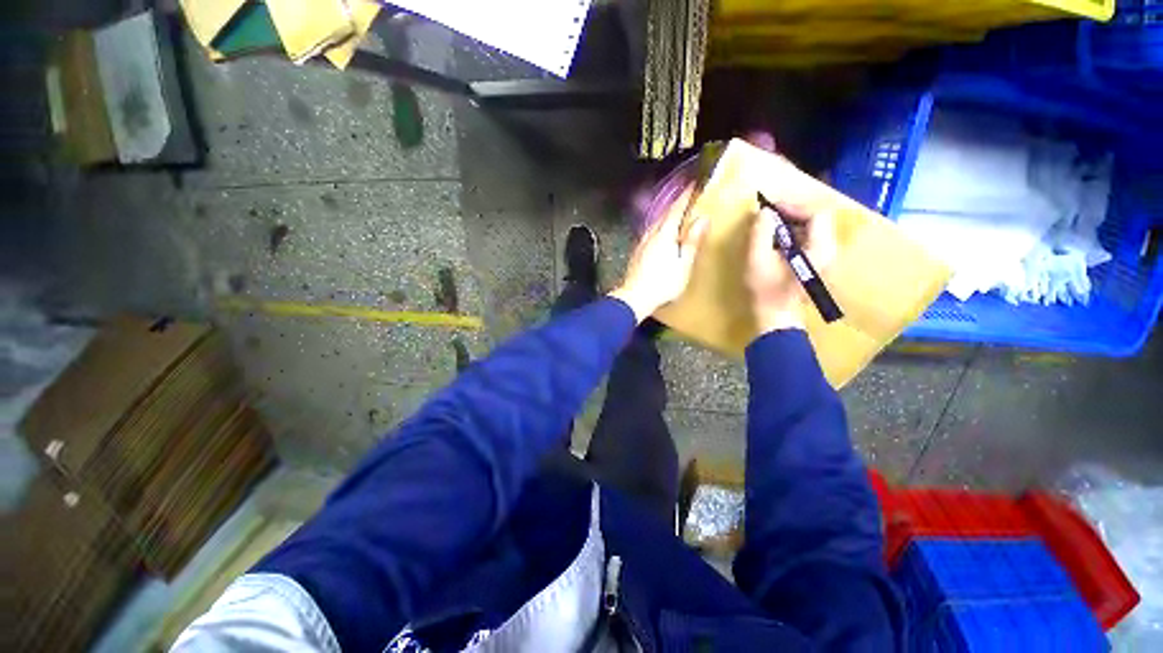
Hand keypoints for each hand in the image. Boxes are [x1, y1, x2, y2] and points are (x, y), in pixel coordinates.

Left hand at [610, 188, 709, 322]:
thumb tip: (702, 219)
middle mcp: (650, 235)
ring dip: (665, 217)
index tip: (693, 184)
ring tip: (675, 216)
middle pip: (664, 215)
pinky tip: (659, 235)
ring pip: (655, 224)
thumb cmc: (663, 283)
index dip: (685, 196)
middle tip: (686, 198)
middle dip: (675, 205)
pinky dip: (658, 229)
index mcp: (664, 234)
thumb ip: (692, 241)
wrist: (634, 298)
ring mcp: (641, 244)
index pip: (676, 209)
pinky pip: (649, 234)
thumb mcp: (683, 264)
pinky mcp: (636, 253)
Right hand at [746, 200, 836, 334]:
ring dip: (791, 223)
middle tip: (768, 215)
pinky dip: (793, 234)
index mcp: (820, 249)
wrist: (776, 317)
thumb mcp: (757, 260)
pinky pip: (809, 239)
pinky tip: (775, 240)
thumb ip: (760, 233)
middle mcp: (829, 250)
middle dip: (791, 213)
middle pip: (817, 218)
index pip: (817, 213)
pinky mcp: (817, 262)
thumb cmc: (766, 291)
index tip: (771, 208)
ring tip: (769, 226)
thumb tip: (764, 212)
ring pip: (813, 228)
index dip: (794, 206)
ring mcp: (825, 257)